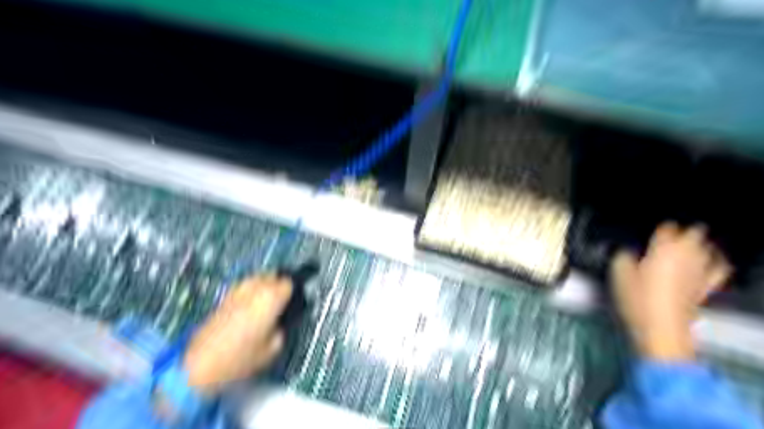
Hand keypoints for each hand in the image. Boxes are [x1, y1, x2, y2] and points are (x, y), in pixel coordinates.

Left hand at [183, 276, 290, 393]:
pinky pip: (245, 287)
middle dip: (279, 287)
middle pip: (274, 276)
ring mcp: (238, 290)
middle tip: (280, 306)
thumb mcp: (273, 348)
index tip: (292, 305)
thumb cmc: (241, 358)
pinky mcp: (225, 297)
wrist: (200, 364)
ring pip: (258, 279)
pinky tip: (249, 310)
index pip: (289, 283)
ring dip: (264, 287)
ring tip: (264, 306)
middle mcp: (255, 288)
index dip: (292, 293)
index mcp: (271, 297)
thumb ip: (282, 327)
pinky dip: (251, 293)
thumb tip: (281, 320)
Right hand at [613, 224, 730, 359]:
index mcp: (662, 249)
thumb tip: (627, 253)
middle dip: (682, 233)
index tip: (651, 233)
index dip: (659, 229)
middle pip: (692, 233)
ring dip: (697, 245)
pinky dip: (714, 262)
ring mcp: (699, 271)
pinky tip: (708, 263)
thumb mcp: (618, 274)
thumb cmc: (638, 299)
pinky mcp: (707, 287)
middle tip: (669, 237)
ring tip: (686, 246)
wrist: (661, 328)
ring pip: (706, 249)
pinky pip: (718, 268)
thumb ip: (623, 257)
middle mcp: (686, 256)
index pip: (666, 228)